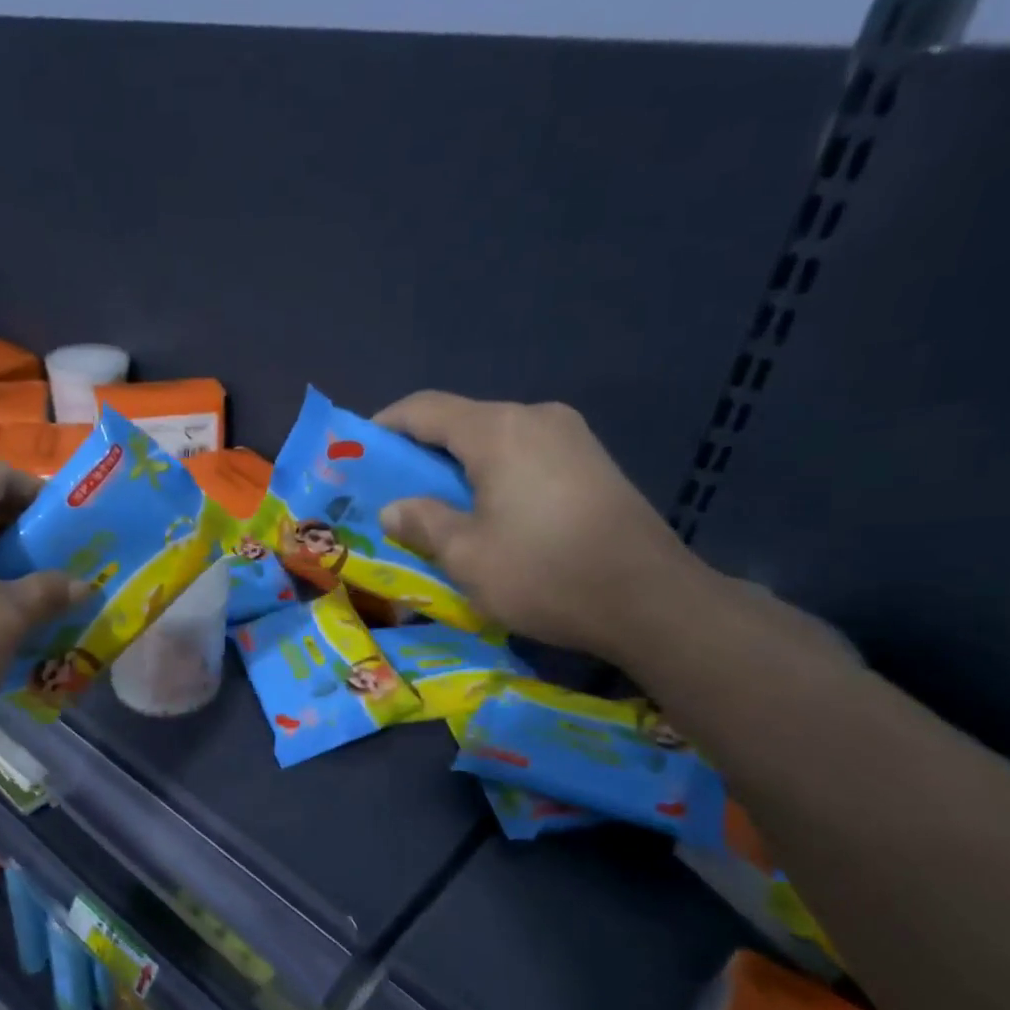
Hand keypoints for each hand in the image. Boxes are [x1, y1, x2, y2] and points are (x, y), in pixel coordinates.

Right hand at [375, 391, 707, 659]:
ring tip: (439, 508)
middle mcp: (537, 418)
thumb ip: (422, 522)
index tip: (359, 451)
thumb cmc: (544, 573)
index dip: (385, 425)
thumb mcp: (466, 555)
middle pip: (463, 422)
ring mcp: (573, 438)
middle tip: (395, 490)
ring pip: (497, 441)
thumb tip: (394, 508)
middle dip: (423, 453)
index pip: (425, 409)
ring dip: (461, 468)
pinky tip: (490, 514)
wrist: (650, 600)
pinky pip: (528, 458)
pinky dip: (496, 477)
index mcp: (499, 431)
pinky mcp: (595, 464)